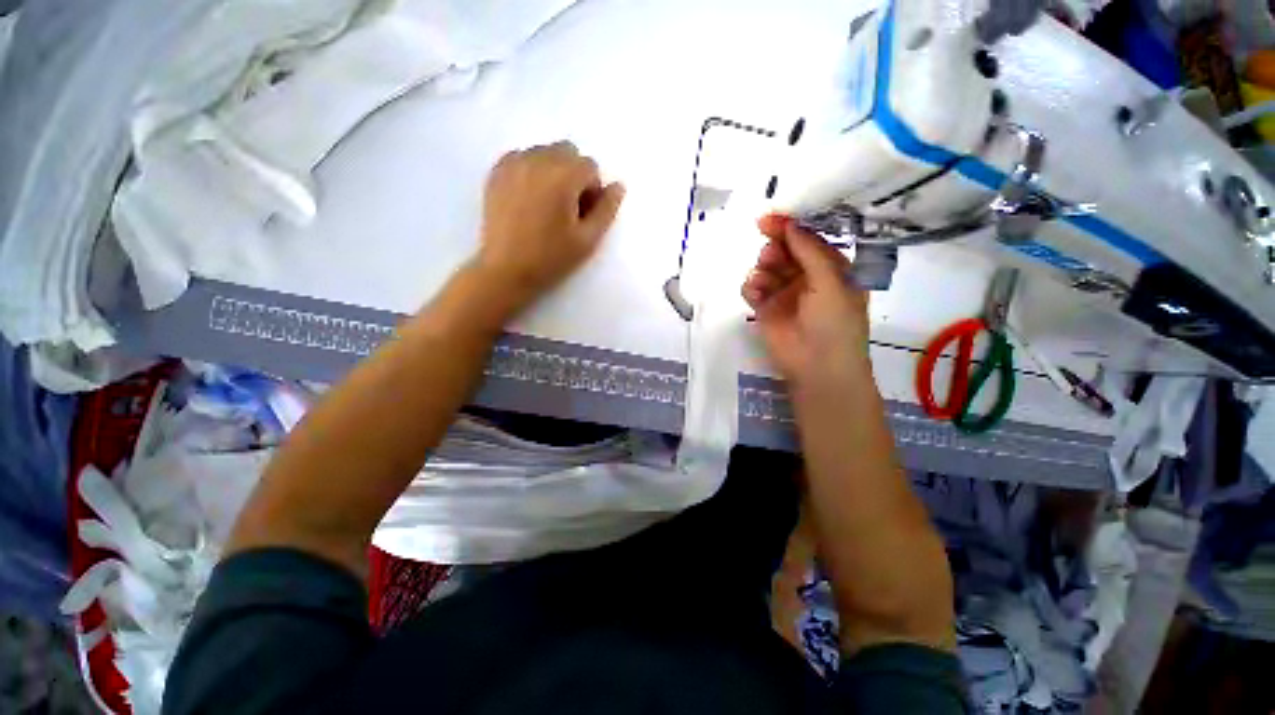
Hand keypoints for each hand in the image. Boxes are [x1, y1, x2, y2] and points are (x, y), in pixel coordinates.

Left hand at [475, 141, 625, 303]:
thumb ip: (607, 209)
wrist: (506, 270)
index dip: (592, 191)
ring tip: (546, 205)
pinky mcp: (496, 172)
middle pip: (568, 152)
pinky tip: (528, 198)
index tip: (583, 215)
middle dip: (574, 175)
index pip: (590, 167)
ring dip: (553, 171)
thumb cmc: (551, 258)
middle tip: (567, 208)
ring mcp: (513, 163)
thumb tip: (618, 185)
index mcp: (563, 176)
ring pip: (544, 152)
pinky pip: (522, 158)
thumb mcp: (588, 239)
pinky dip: (531, 171)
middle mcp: (537, 160)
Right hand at [742, 214, 871, 390]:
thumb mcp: (831, 281)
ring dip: (763, 267)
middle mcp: (806, 277)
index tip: (770, 219)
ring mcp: (783, 293)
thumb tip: (789, 224)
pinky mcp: (764, 309)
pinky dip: (751, 286)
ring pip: (766, 267)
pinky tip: (756, 294)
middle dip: (775, 247)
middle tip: (770, 253)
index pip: (808, 240)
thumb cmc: (834, 322)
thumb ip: (809, 250)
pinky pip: (752, 288)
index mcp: (830, 268)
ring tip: (765, 278)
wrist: (817, 366)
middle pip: (784, 250)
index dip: (791, 228)